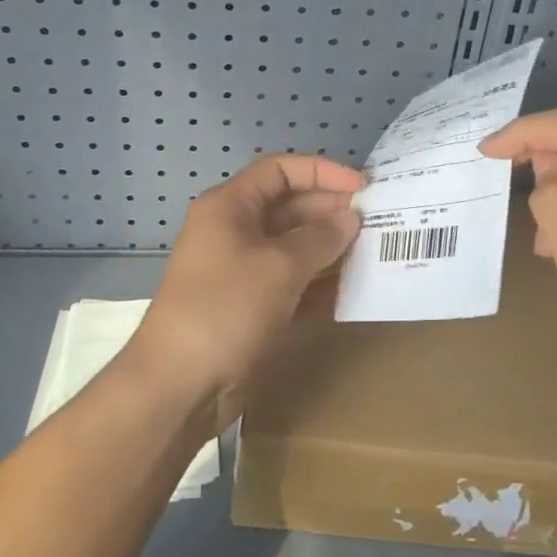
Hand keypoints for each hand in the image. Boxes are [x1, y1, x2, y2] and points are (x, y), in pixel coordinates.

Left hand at [132, 153, 363, 427]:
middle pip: (289, 207)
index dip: (322, 172)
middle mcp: (234, 231)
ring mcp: (241, 271)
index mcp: (230, 207)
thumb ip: (320, 238)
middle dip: (331, 212)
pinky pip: (291, 282)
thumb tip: (349, 219)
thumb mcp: (279, 267)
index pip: (280, 170)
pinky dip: (318, 283)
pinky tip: (351, 290)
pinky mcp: (250, 306)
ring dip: (330, 249)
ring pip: (293, 247)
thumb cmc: (226, 309)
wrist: (179, 386)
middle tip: (377, 224)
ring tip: (373, 254)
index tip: (363, 189)